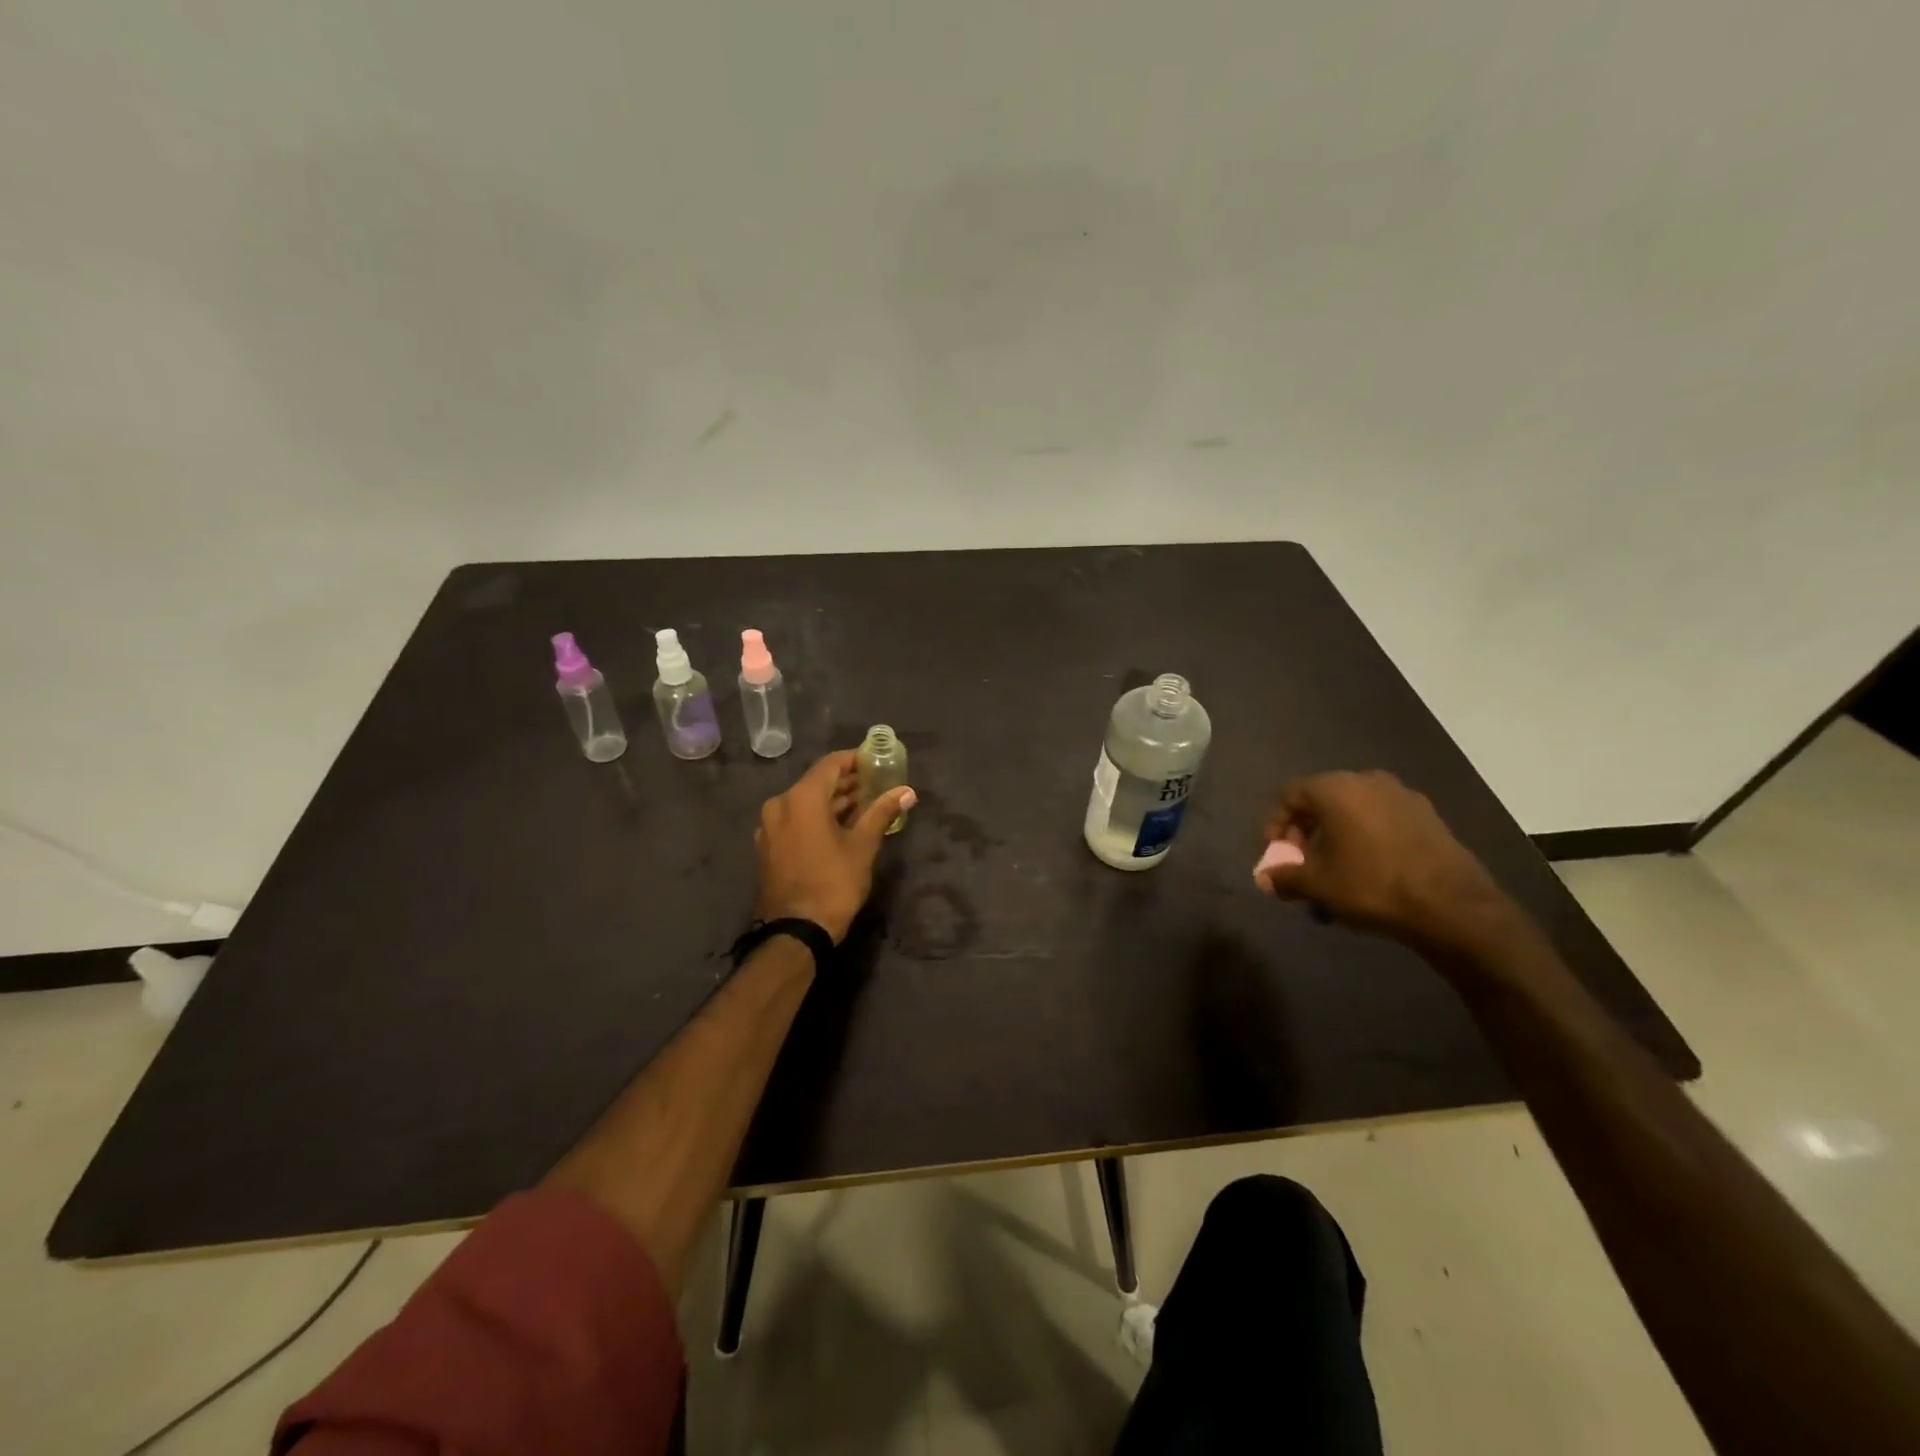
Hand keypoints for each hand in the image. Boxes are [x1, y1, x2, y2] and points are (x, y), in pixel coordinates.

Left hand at [754, 750, 915, 942]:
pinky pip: (795, 820)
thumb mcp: (863, 846)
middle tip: (876, 784)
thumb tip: (907, 792)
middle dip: (846, 782)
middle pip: (816, 783)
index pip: (830, 764)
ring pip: (805, 803)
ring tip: (864, 804)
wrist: (795, 931)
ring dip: (833, 801)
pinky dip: (816, 818)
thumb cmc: (833, 883)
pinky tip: (840, 827)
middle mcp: (779, 805)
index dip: (854, 760)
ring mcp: (769, 827)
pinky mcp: (768, 847)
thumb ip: (882, 812)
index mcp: (801, 799)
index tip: (876, 762)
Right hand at [1253, 770, 1512, 952]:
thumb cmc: (1373, 885)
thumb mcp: (1319, 885)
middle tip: (1304, 863)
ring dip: (1337, 837)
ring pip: (1354, 811)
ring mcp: (1403, 796)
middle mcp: (1368, 781)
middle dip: (1306, 832)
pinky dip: (1367, 839)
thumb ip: (1286, 877)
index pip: (1290, 795)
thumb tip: (1264, 878)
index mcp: (1336, 789)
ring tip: (1336, 872)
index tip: (1278, 855)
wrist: (1454, 906)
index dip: (1276, 824)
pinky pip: (1382, 820)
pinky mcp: (1428, 816)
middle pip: (1322, 800)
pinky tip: (1370, 871)